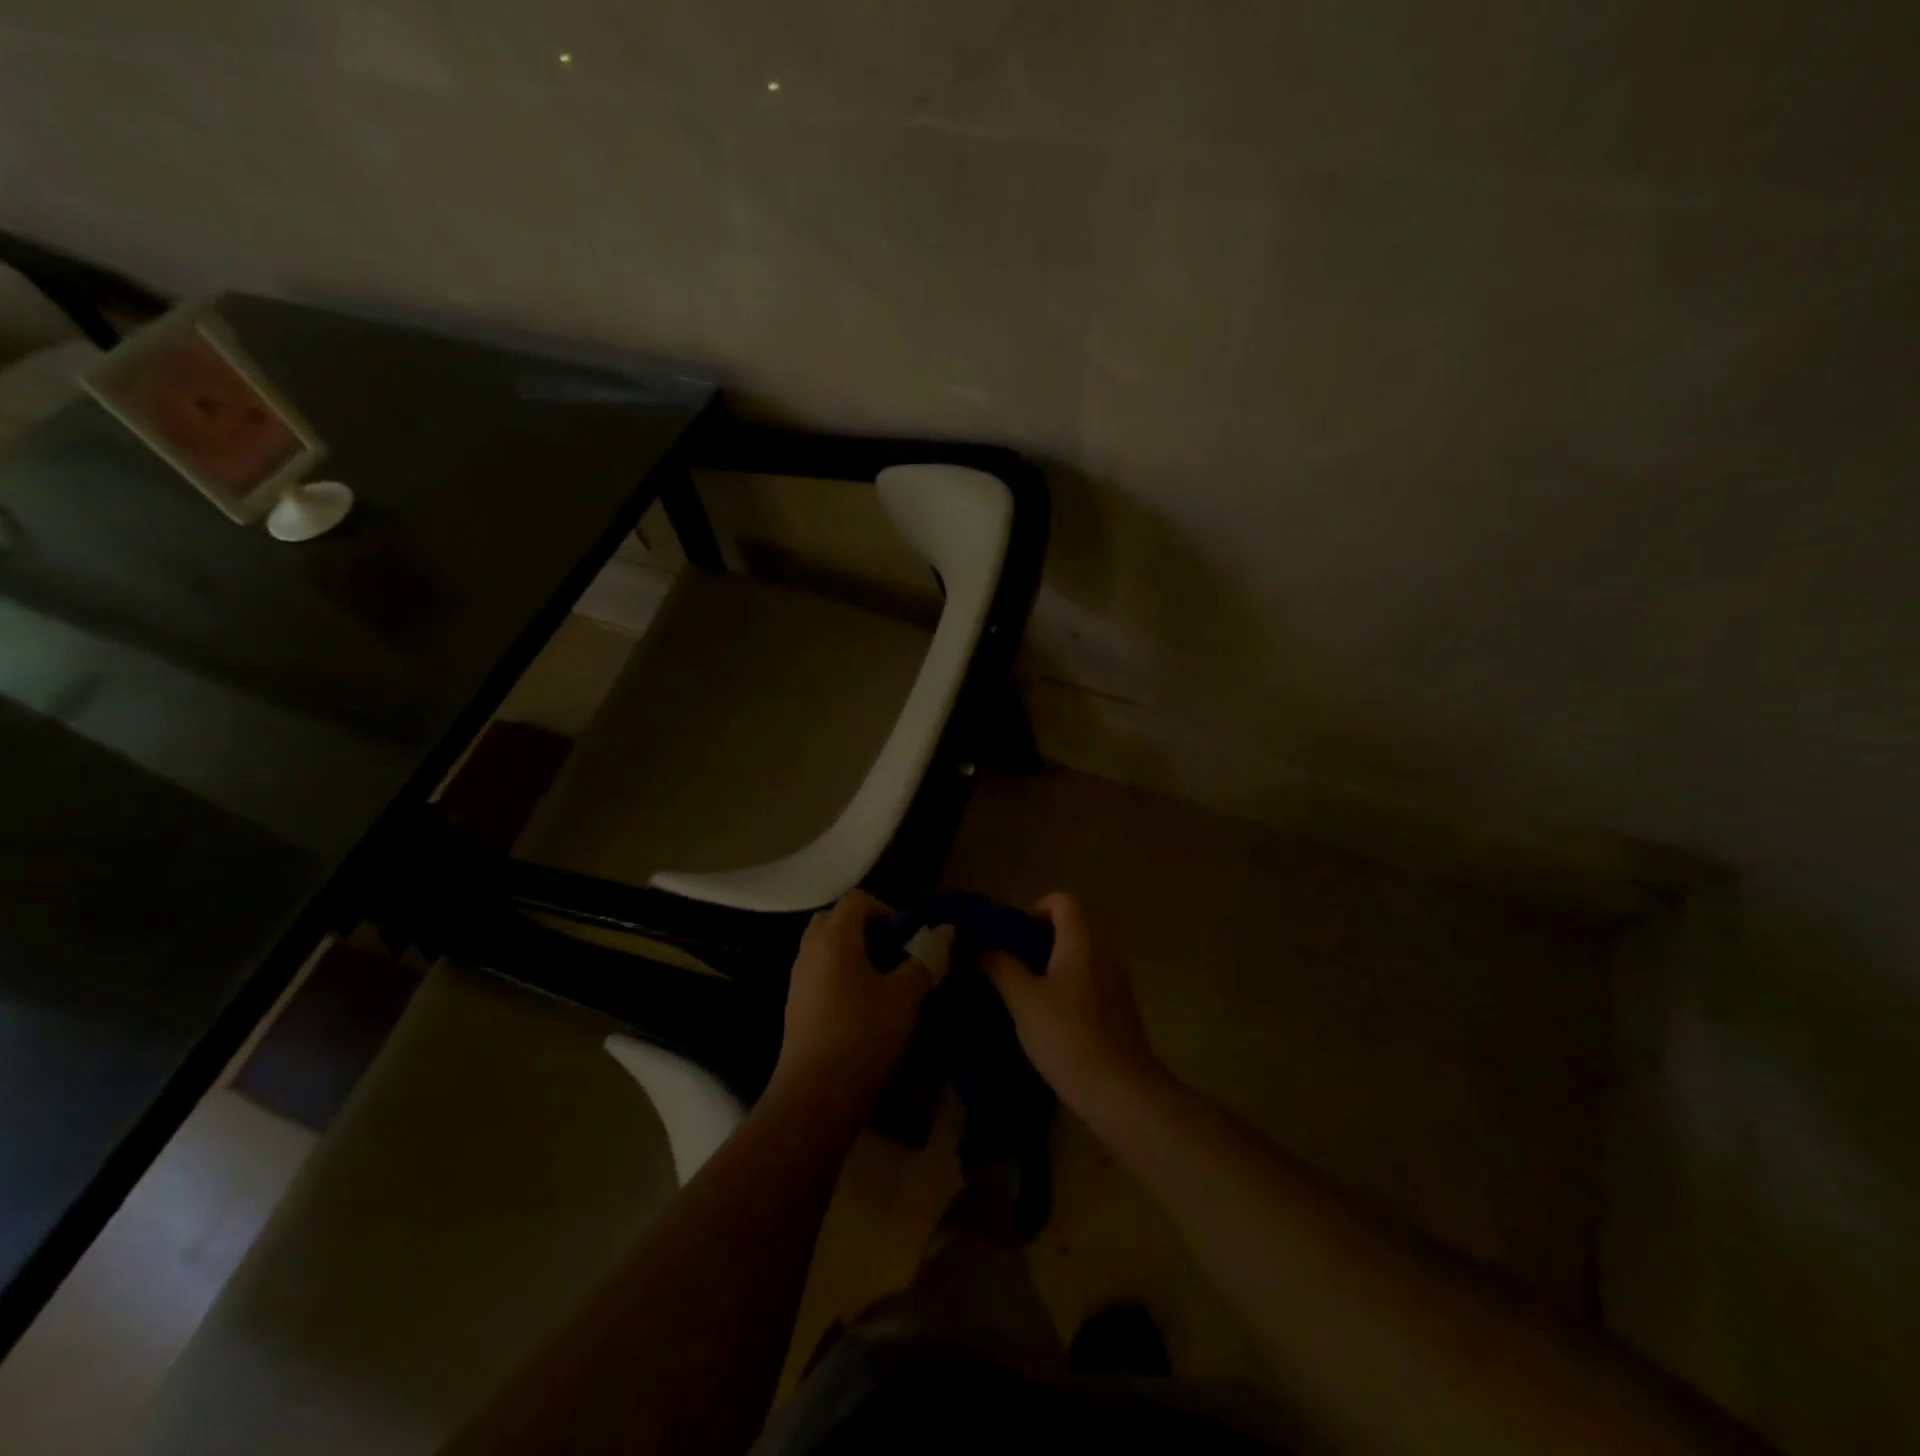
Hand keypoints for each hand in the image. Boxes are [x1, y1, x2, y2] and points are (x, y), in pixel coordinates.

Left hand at [769, 890, 934, 1123]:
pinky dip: (840, 977)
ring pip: (825, 949)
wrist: (815, 1096)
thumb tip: (945, 931)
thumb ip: (925, 959)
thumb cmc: (863, 1035)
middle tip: (892, 953)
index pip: (857, 900)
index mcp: (835, 938)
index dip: (886, 909)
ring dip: (852, 954)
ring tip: (882, 982)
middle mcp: (810, 951)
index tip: (906, 938)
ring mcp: (798, 980)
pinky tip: (862, 1008)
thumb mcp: (905, 996)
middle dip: (865, 929)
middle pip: (835, 920)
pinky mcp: (795, 1008)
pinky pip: (818, 974)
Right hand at [982, 893, 1163, 1111]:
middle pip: (1070, 927)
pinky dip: (1066, 987)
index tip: (1011, 939)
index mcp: (1082, 940)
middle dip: (1036, 941)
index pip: (1061, 901)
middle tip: (1008, 966)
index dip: (1033, 910)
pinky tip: (1046, 1019)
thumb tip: (981, 946)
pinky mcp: (1119, 1009)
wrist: (1119, 1091)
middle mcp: (1104, 952)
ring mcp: (1116, 981)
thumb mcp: (1023, 999)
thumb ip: (1000, 966)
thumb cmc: (1067, 1035)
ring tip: (1021, 993)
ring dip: (1050, 966)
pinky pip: (1088, 981)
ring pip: (1078, 956)